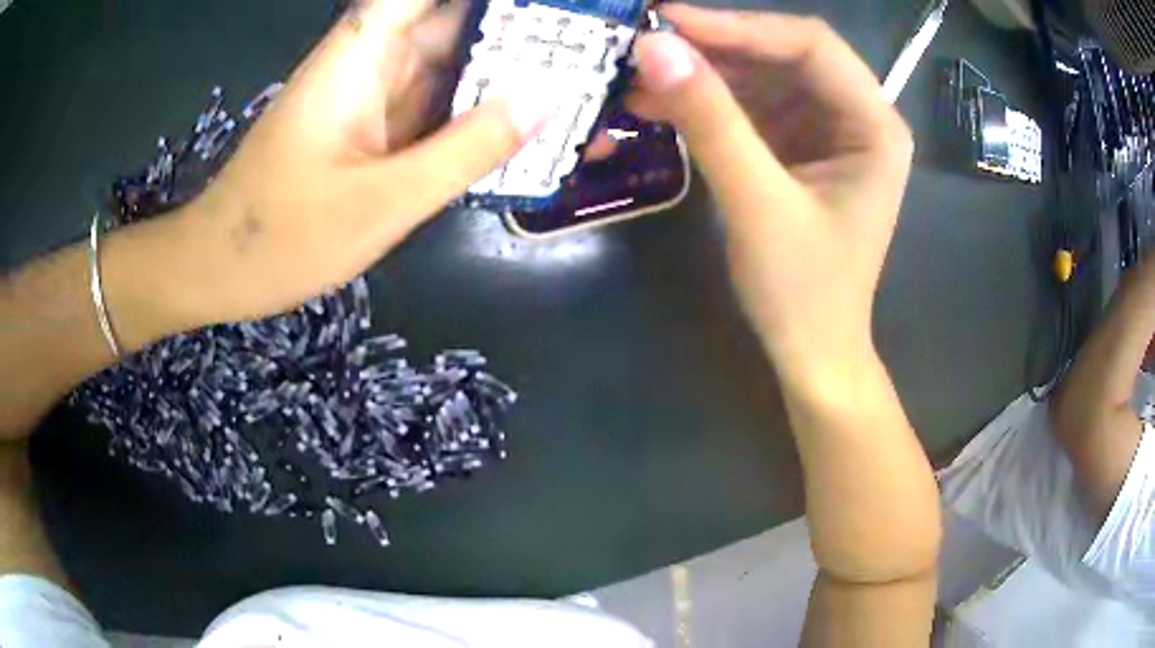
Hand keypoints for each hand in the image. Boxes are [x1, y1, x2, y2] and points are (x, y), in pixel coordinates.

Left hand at [153, 0, 549, 328]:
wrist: (220, 270)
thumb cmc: (282, 237)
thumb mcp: (381, 202)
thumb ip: (466, 149)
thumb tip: (547, 98)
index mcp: (361, 54)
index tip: (553, 4)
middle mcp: (371, 61)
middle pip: (454, 21)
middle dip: (520, 30)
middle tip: (590, 46)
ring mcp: (373, 94)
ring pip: (450, 63)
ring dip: (507, 70)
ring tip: (578, 80)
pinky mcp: (374, 126)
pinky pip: (437, 104)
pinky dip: (478, 110)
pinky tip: (526, 121)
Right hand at [630, 6, 913, 379]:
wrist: (811, 354)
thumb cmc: (802, 292)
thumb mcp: (758, 204)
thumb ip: (711, 120)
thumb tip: (653, 48)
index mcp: (874, 126)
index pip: (811, 46)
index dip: (740, 25)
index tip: (668, 20)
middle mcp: (856, 117)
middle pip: (783, 55)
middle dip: (715, 47)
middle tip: (645, 44)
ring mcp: (825, 131)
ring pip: (760, 77)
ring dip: (701, 75)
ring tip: (638, 77)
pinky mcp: (796, 148)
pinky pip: (749, 108)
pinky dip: (705, 103)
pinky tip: (658, 104)